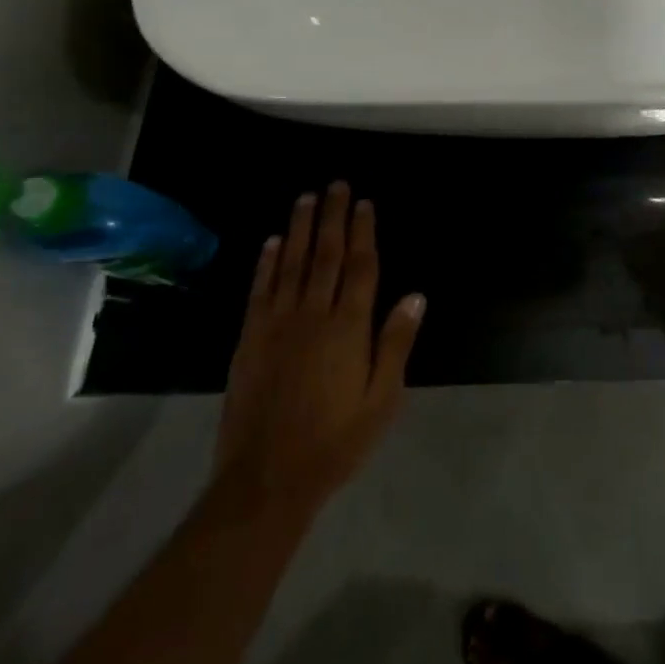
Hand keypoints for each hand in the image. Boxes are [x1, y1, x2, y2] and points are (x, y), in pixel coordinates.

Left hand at [215, 183, 423, 522]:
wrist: (267, 479)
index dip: (363, 232)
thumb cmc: (336, 440)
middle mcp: (312, 315)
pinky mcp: (249, 340)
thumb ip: (396, 343)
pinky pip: (260, 291)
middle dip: (332, 217)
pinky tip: (272, 242)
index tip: (365, 203)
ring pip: (290, 264)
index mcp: (349, 328)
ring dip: (298, 228)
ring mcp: (276, 325)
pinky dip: (266, 263)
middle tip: (336, 185)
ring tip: (305, 198)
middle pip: (324, 255)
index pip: (360, 267)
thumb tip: (415, 295)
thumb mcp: (382, 398)